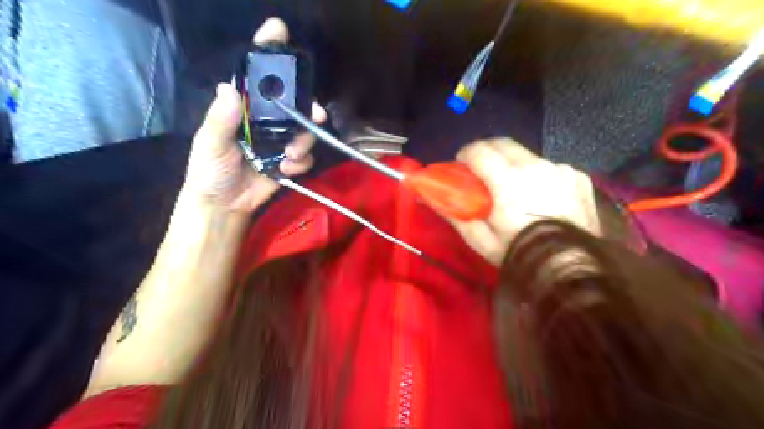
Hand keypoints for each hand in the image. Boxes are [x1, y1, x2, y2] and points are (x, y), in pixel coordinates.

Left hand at [186, 18, 329, 212]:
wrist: (224, 204)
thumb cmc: (210, 170)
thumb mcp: (210, 144)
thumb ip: (220, 120)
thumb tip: (229, 89)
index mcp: (244, 110)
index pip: (257, 77)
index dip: (268, 53)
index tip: (278, 31)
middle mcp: (266, 121)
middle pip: (293, 105)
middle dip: (307, 108)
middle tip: (315, 117)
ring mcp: (280, 141)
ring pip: (305, 132)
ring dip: (304, 142)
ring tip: (290, 156)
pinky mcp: (289, 162)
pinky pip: (305, 157)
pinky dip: (300, 163)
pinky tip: (285, 170)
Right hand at [445, 137, 599, 263]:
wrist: (571, 268)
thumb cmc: (520, 254)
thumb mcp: (481, 241)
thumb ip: (456, 215)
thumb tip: (433, 198)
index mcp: (508, 181)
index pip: (479, 150)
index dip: (465, 154)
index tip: (461, 165)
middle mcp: (535, 166)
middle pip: (503, 143)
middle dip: (487, 152)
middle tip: (481, 170)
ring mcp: (560, 169)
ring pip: (527, 155)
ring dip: (514, 165)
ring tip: (514, 188)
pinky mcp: (578, 177)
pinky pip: (551, 167)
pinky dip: (540, 176)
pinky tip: (541, 196)